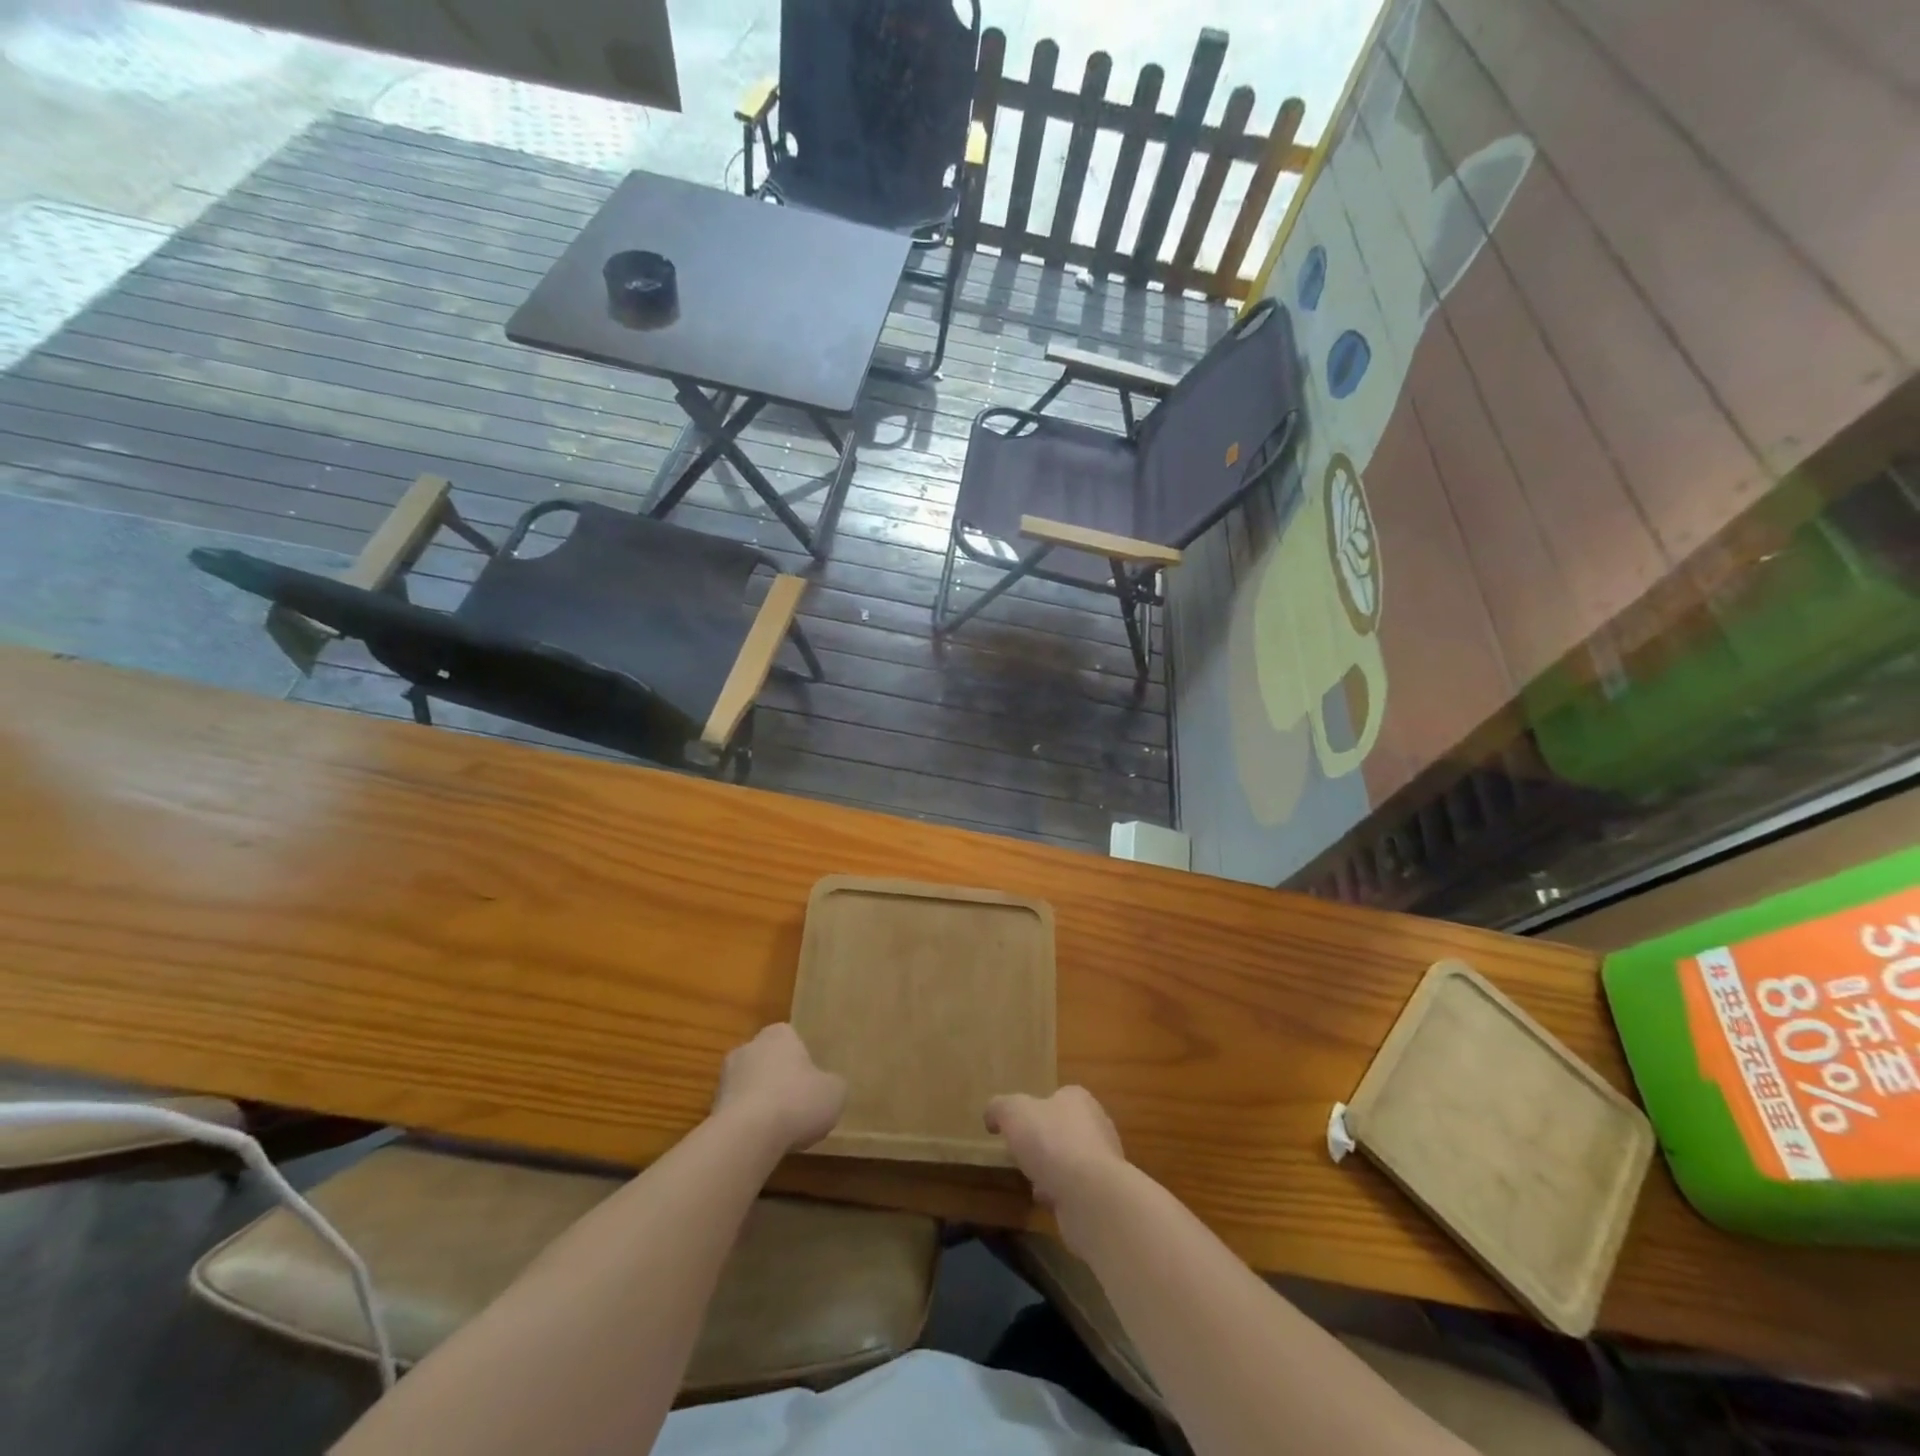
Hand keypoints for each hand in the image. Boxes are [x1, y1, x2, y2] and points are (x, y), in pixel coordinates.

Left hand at [712, 1024, 845, 1155]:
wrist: (748, 1135)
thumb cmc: (798, 1101)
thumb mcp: (835, 1092)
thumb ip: (831, 1085)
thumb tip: (827, 1088)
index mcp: (779, 1034)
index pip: (791, 1039)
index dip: (802, 1061)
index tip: (811, 1084)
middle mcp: (749, 1047)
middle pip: (767, 1061)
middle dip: (778, 1080)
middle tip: (797, 1105)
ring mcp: (725, 1077)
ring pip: (749, 1087)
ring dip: (760, 1103)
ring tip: (779, 1130)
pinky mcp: (711, 1108)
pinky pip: (736, 1113)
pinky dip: (747, 1124)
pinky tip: (761, 1143)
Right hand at [984, 1086, 1127, 1246]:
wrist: (1090, 1195)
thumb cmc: (1051, 1142)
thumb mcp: (1013, 1113)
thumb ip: (999, 1108)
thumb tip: (992, 1116)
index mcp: (1078, 1099)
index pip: (1058, 1097)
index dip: (1037, 1110)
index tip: (1018, 1126)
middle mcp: (1097, 1125)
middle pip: (1065, 1130)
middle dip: (1045, 1144)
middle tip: (1024, 1155)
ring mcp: (1104, 1161)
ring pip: (1072, 1162)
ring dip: (1053, 1172)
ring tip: (1033, 1183)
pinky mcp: (1104, 1194)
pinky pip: (1077, 1190)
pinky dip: (1062, 1195)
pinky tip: (1048, 1203)